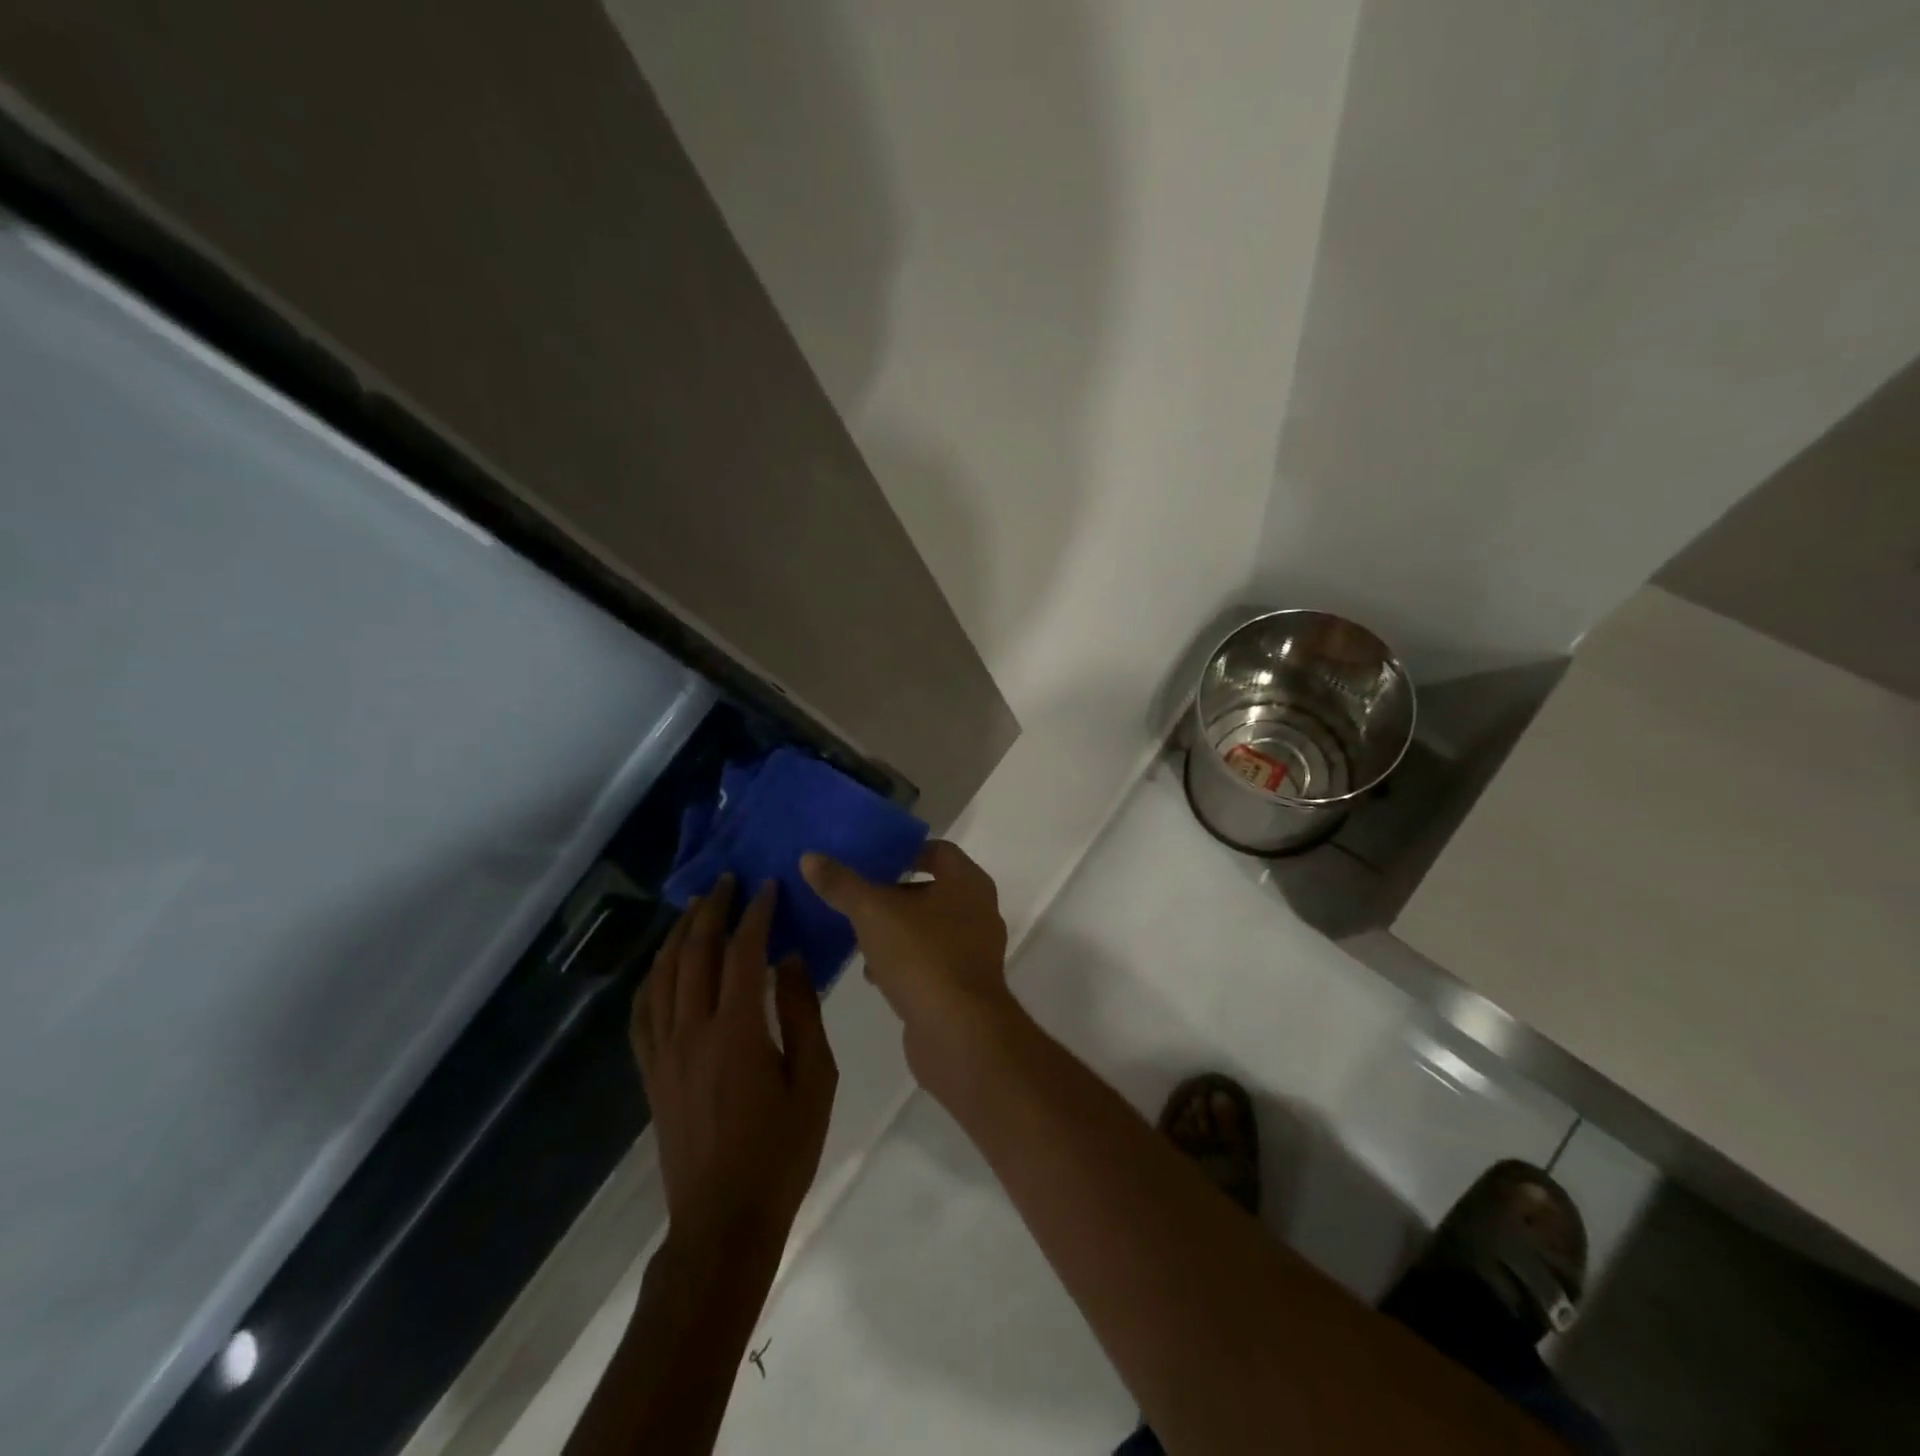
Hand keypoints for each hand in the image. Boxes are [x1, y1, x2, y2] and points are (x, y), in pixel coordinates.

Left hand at [630, 875, 837, 1245]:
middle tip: (727, 882)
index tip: (767, 887)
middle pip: (695, 954)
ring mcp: (665, 1052)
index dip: (755, 915)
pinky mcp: (651, 1073)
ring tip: (696, 908)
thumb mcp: (815, 1080)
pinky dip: (651, 978)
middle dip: (712, 911)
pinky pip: (642, 1012)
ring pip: (663, 976)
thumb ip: (804, 1014)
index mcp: (738, 1031)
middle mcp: (693, 1031)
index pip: (743, 953)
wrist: (723, 1220)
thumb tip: (791, 960)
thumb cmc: (782, 1150)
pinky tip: (662, 965)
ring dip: (680, 935)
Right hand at [800, 841, 1014, 1083]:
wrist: (959, 1034)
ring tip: (857, 934)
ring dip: (895, 930)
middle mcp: (978, 911)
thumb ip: (842, 884)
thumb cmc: (922, 956)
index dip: (904, 851)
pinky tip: (873, 973)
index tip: (870, 858)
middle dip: (892, 893)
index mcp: (967, 883)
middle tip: (855, 895)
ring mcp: (974, 951)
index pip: (938, 851)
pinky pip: (929, 961)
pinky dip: (903, 961)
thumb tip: (810, 857)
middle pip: (931, 890)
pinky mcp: (964, 986)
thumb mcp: (873, 913)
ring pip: (928, 928)